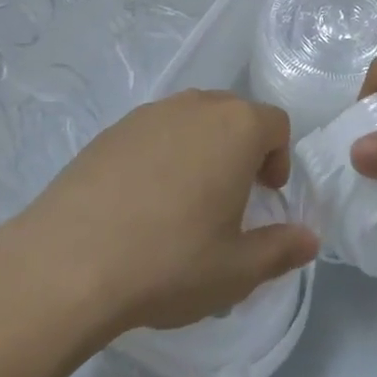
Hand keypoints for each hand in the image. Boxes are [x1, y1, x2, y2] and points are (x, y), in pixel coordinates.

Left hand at [11, 91, 318, 337]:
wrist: (66, 264)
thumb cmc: (170, 262)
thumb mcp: (237, 269)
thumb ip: (281, 249)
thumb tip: (310, 239)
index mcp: (236, 128)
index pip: (276, 124)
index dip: (279, 158)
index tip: (266, 195)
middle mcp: (195, 107)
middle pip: (233, 114)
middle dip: (242, 149)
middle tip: (231, 197)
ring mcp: (147, 115)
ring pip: (190, 120)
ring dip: (201, 149)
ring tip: (184, 201)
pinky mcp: (109, 131)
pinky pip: (152, 133)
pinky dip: (160, 155)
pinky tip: (140, 203)